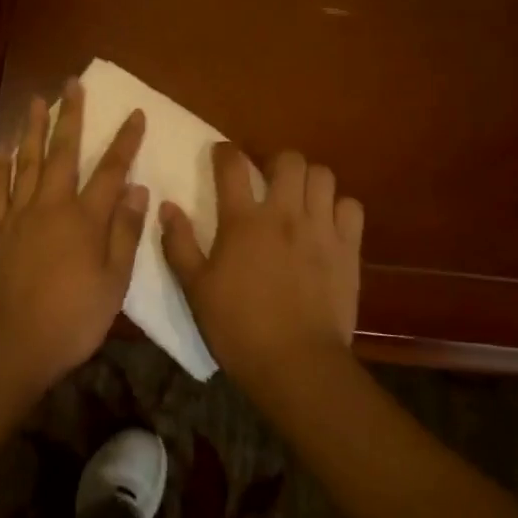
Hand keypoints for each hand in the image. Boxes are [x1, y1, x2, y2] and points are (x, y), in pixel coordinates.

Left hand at [0, 79, 148, 389]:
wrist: (13, 343)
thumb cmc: (73, 317)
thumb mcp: (114, 281)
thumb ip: (125, 232)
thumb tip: (137, 188)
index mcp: (85, 218)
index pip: (110, 170)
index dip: (125, 141)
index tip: (135, 113)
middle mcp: (51, 205)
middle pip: (63, 152)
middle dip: (71, 116)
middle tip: (72, 83)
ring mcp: (18, 214)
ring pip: (26, 161)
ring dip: (33, 129)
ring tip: (35, 100)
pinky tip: (1, 147)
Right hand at [160, 145, 362, 390]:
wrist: (297, 364)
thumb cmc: (238, 328)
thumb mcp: (195, 289)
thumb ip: (179, 244)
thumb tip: (167, 207)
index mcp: (243, 221)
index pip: (232, 165)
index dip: (225, 152)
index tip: (222, 154)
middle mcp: (284, 214)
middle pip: (289, 160)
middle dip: (276, 161)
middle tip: (267, 179)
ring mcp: (320, 229)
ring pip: (323, 176)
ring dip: (309, 180)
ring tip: (299, 198)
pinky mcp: (349, 249)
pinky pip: (351, 207)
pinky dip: (339, 208)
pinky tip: (327, 223)